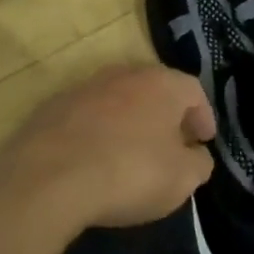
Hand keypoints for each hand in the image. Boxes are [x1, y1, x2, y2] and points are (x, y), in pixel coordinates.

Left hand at [5, 65, 216, 228]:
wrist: (48, 177)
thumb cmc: (129, 172)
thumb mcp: (182, 179)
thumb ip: (198, 163)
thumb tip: (196, 154)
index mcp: (161, 84)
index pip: (194, 90)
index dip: (203, 116)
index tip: (204, 141)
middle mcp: (123, 74)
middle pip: (154, 89)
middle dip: (166, 116)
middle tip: (172, 144)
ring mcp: (84, 87)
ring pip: (118, 100)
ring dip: (130, 121)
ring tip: (132, 152)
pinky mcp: (53, 106)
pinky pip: (87, 116)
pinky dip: (98, 132)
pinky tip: (95, 159)